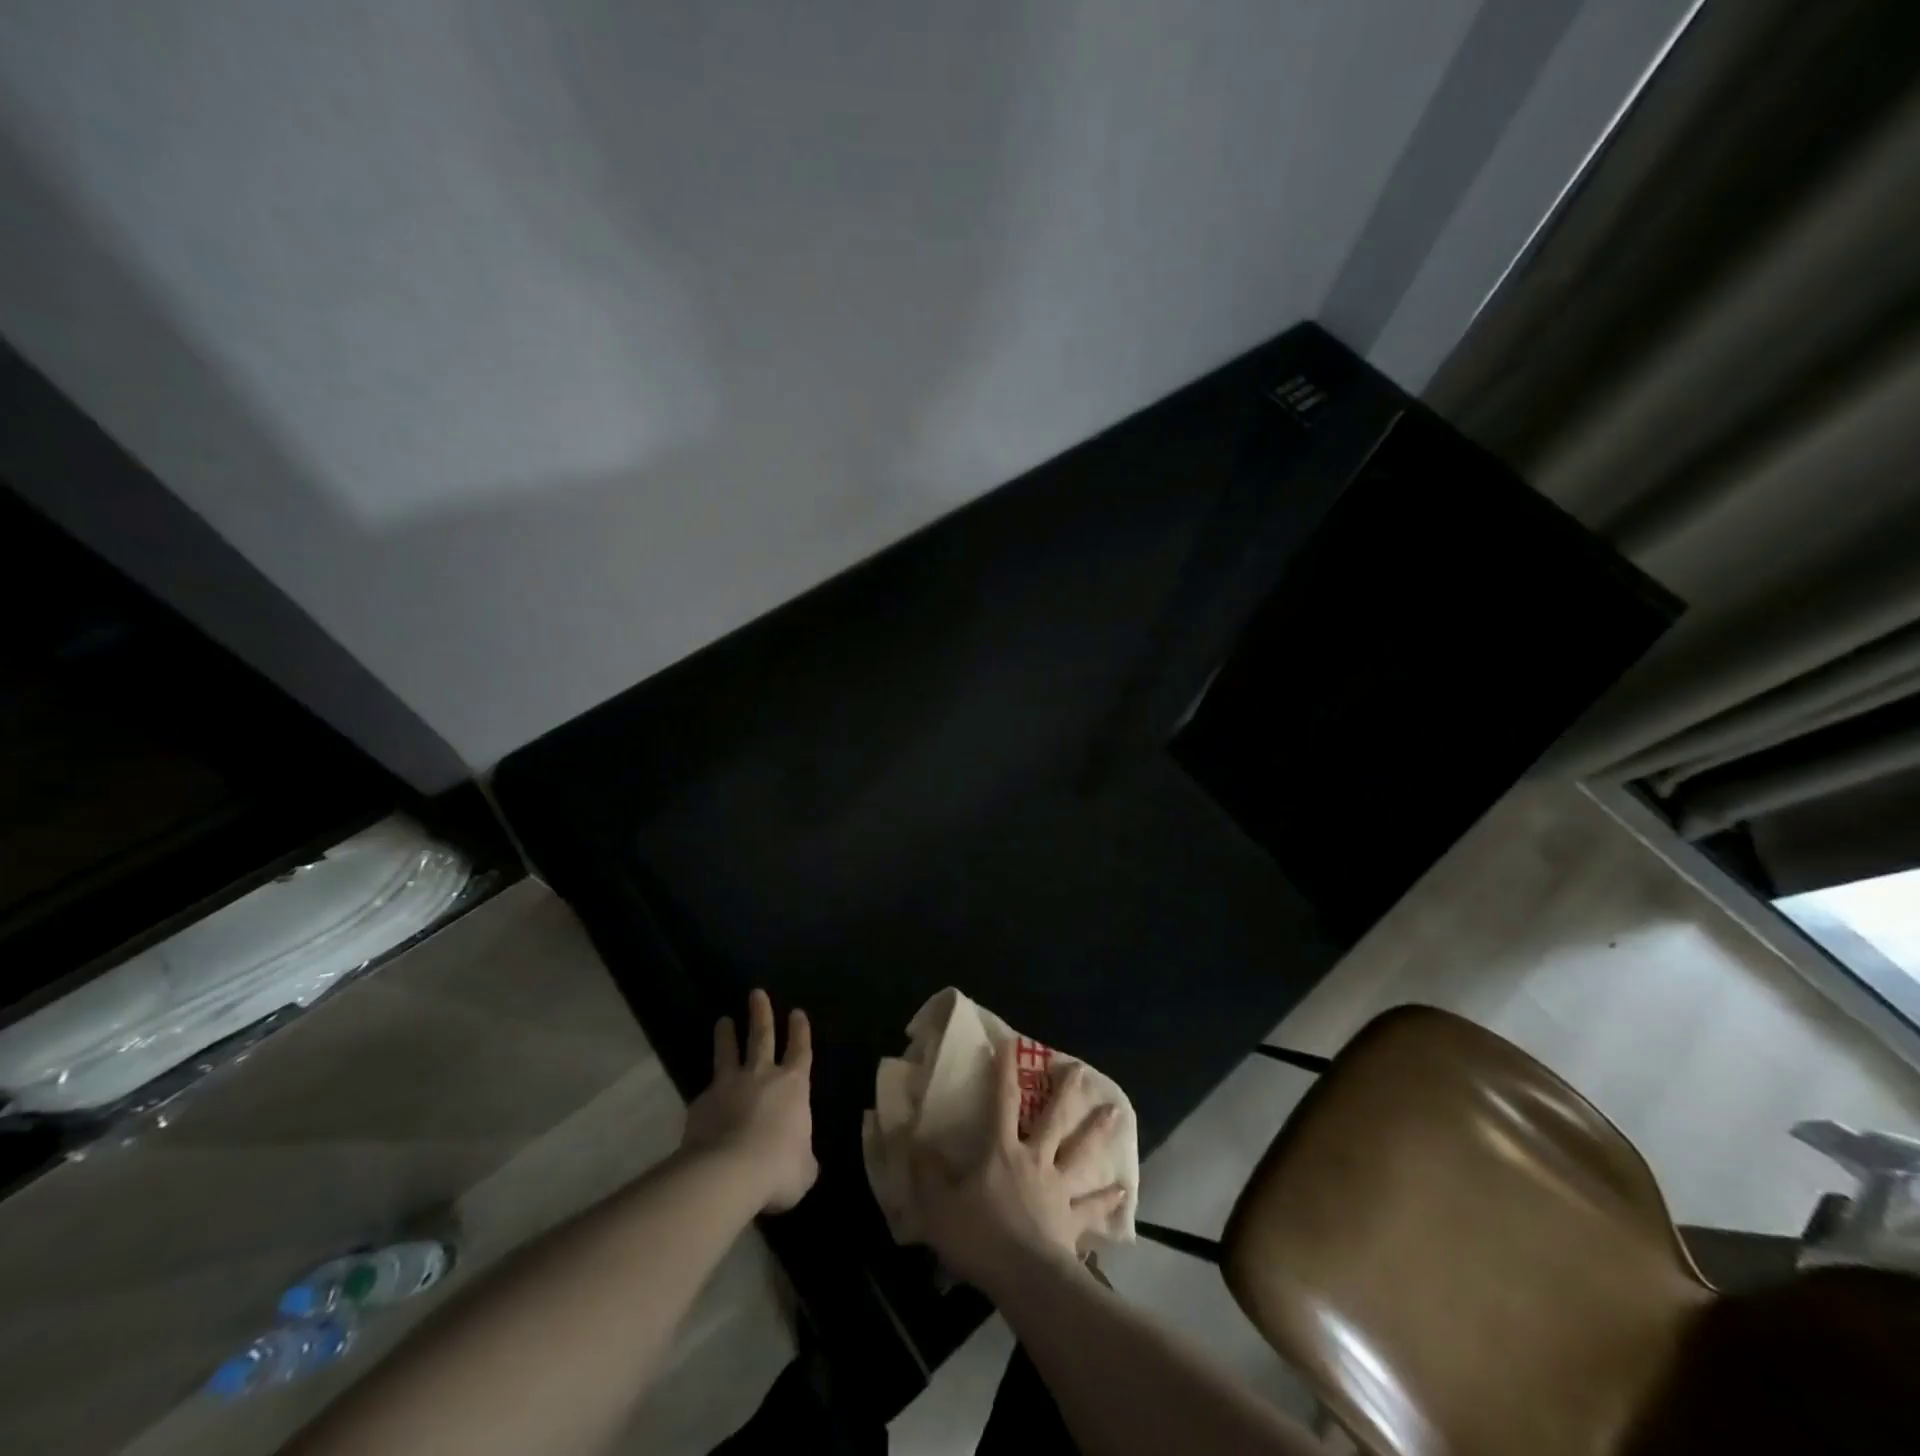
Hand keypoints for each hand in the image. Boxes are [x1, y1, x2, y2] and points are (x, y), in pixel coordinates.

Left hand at [683, 989, 817, 1212]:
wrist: (727, 1173)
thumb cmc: (777, 1167)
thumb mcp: (803, 1170)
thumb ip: (803, 1158)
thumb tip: (801, 1160)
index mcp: (794, 1086)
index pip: (801, 1050)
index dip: (800, 1031)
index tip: (796, 1012)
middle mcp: (762, 1076)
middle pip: (762, 1037)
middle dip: (761, 1014)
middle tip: (756, 993)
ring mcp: (729, 1086)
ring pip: (728, 1052)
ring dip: (727, 1036)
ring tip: (723, 1021)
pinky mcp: (701, 1103)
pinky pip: (706, 1092)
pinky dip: (708, 1092)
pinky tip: (704, 1098)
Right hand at [910, 1040, 1127, 1290]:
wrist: (1024, 1278)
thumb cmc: (979, 1237)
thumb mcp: (937, 1205)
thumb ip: (925, 1173)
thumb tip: (911, 1139)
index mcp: (1002, 1152)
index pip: (1002, 1102)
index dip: (1004, 1072)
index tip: (1011, 1044)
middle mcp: (1035, 1160)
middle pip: (1053, 1119)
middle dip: (1065, 1092)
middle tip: (1081, 1069)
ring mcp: (1057, 1189)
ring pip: (1080, 1153)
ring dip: (1098, 1132)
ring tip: (1116, 1112)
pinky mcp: (1072, 1221)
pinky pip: (1092, 1207)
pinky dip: (1107, 1199)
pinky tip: (1123, 1191)